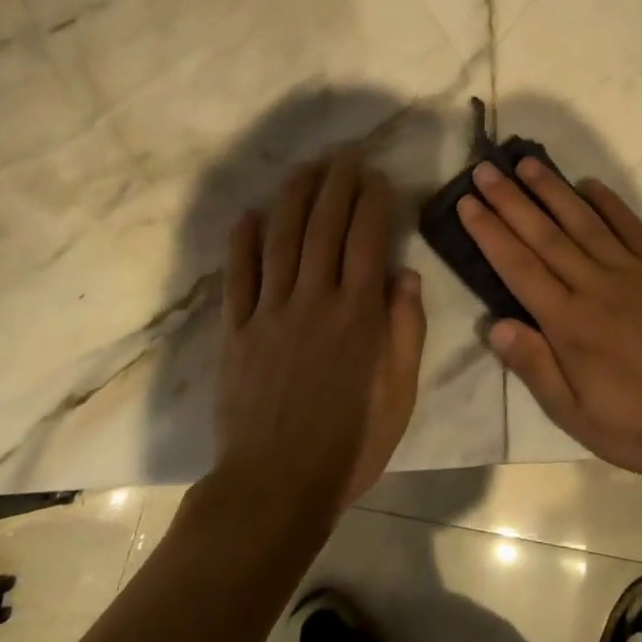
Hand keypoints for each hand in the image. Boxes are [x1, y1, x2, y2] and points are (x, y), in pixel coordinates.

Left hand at [215, 149, 425, 511]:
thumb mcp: (399, 393)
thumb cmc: (350, 443)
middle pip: (324, 226)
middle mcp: (314, 299)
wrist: (275, 487)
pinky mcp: (236, 331)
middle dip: (337, 183)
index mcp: (357, 313)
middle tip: (345, 153)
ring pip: (281, 239)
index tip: (377, 175)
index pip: (367, 238)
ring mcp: (270, 312)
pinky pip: (238, 277)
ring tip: (306, 168)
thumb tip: (405, 273)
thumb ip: (406, 329)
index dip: (372, 200)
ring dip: (293, 197)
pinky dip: (242, 242)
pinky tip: (248, 215)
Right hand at [460, 158, 641, 479]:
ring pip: (583, 222)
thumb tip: (495, 325)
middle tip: (485, 169)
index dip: (490, 233)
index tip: (468, 203)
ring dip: (553, 190)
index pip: (518, 267)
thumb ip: (536, 368)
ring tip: (527, 163)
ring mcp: (633, 271)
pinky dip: (609, 203)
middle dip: (511, 200)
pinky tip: (589, 185)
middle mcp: (595, 286)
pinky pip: (631, 226)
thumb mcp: (578, 417)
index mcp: (569, 323)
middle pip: (544, 235)